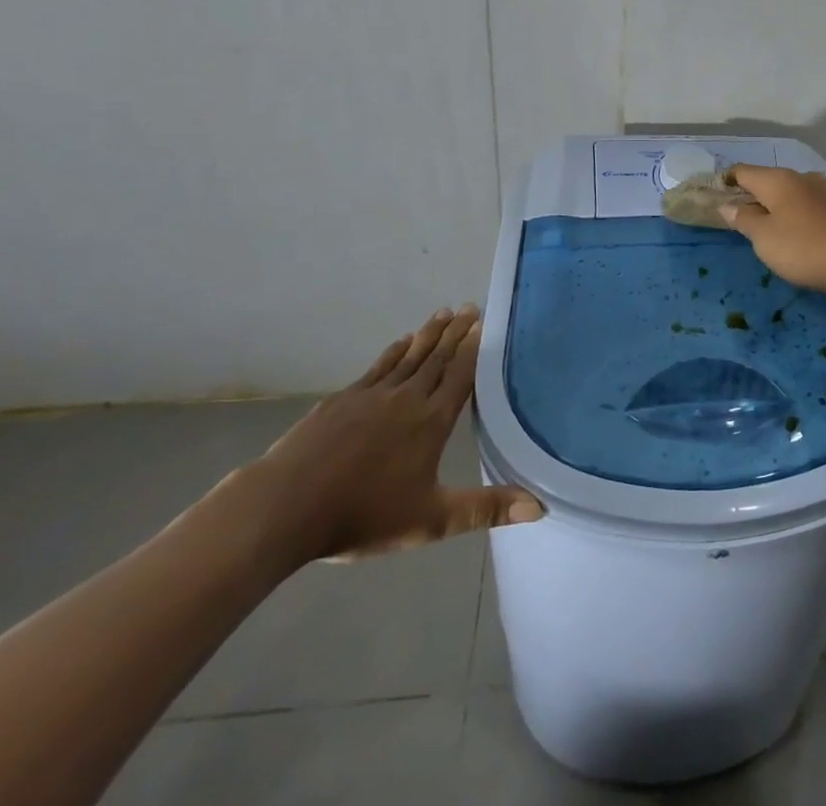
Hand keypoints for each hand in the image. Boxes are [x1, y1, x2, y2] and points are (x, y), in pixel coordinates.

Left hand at [245, 307, 541, 564]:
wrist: (286, 506)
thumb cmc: (363, 514)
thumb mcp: (431, 520)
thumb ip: (485, 509)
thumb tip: (540, 506)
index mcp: (431, 422)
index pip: (460, 376)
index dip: (474, 349)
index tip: (485, 322)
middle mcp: (406, 399)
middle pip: (437, 359)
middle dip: (455, 332)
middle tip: (470, 306)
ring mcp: (371, 396)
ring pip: (409, 357)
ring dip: (428, 334)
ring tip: (443, 313)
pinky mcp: (342, 400)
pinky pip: (377, 367)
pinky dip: (393, 351)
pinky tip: (400, 341)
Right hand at [721, 164, 825, 298]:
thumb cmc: (804, 248)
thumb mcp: (764, 238)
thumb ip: (743, 220)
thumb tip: (727, 205)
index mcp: (777, 180)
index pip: (743, 171)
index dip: (726, 180)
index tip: (715, 195)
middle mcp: (801, 177)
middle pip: (767, 180)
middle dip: (751, 195)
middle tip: (737, 217)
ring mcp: (824, 191)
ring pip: (789, 192)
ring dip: (774, 205)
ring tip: (765, 227)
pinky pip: (806, 204)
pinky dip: (794, 213)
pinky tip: (795, 232)